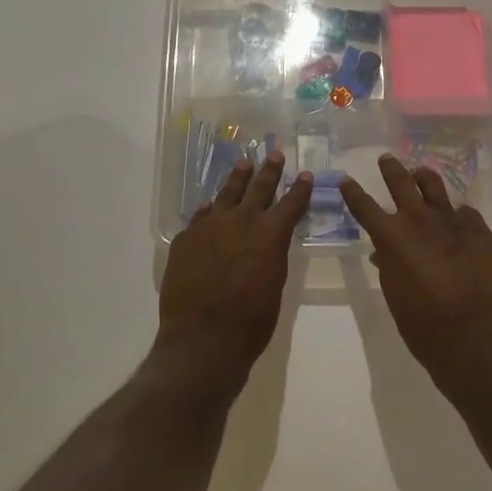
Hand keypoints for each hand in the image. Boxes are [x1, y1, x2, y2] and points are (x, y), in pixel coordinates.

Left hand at [159, 152, 312, 373]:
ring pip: (226, 193)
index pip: (290, 204)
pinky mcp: (187, 237)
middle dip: (269, 171)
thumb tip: (266, 243)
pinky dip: (209, 208)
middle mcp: (241, 221)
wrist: (202, 337)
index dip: (299, 189)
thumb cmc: (250, 321)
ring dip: (237, 178)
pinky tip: (210, 203)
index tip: (304, 174)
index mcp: (270, 234)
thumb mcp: (274, 285)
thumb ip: (271, 256)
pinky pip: (201, 215)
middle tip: (274, 154)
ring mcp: (210, 226)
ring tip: (244, 164)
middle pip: (258, 188)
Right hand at [340, 155, 491, 385]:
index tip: (345, 179)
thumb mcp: (394, 293)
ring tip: (420, 174)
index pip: (365, 206)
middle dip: (390, 169)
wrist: (474, 338)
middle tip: (386, 159)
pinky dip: (456, 214)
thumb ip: (387, 265)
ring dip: (423, 178)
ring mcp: (452, 222)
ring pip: (434, 186)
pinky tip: (458, 220)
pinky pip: (464, 212)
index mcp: (392, 237)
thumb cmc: (423, 324)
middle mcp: (419, 220)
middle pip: (401, 182)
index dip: (352, 192)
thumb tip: (382, 251)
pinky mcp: (479, 230)